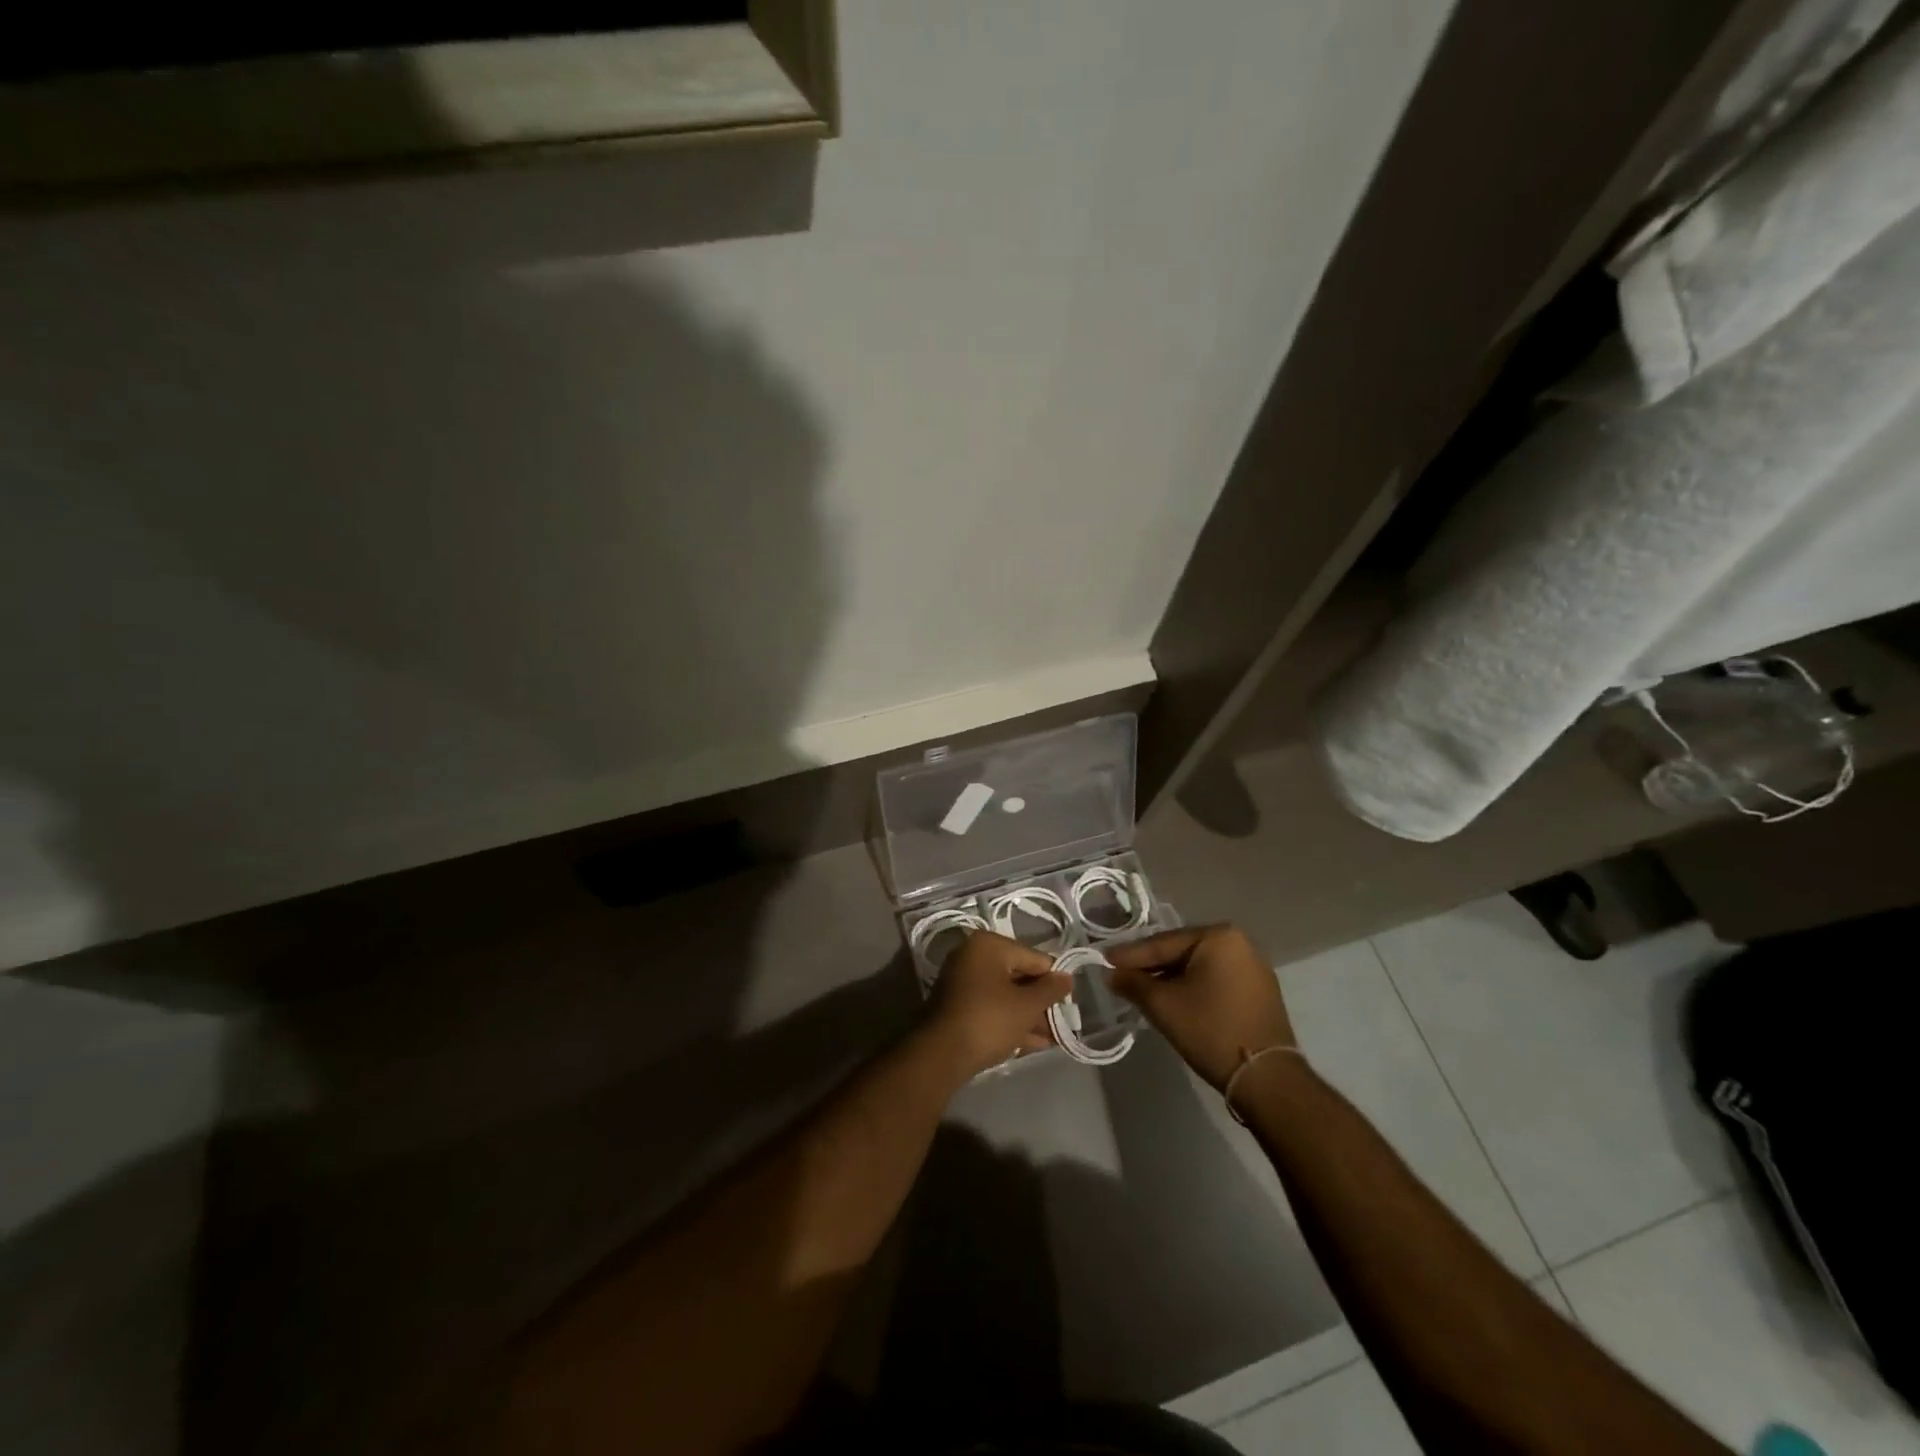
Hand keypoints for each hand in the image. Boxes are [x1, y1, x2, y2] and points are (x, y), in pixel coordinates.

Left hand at [926, 930, 1071, 1076]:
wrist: (941, 1054)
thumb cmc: (989, 1019)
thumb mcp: (1027, 1006)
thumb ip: (1051, 990)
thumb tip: (1067, 977)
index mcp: (989, 945)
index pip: (1034, 958)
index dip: (1055, 981)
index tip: (1070, 1003)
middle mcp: (973, 956)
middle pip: (1019, 976)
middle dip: (1041, 1002)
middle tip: (1062, 1024)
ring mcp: (963, 981)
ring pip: (1006, 995)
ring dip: (1029, 1016)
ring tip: (1053, 1038)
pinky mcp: (958, 1006)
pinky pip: (992, 1008)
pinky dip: (1011, 1022)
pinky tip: (1033, 1043)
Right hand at [1108, 925, 1295, 1089]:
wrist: (1266, 1079)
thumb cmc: (1211, 1030)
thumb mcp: (1163, 1005)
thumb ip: (1133, 984)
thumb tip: (1111, 974)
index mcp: (1218, 937)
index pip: (1163, 943)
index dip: (1130, 955)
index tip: (1104, 960)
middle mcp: (1240, 944)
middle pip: (1181, 952)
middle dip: (1150, 967)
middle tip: (1120, 975)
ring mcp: (1252, 969)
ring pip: (1197, 968)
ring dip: (1169, 979)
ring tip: (1140, 989)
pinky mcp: (1258, 993)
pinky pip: (1214, 981)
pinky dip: (1191, 989)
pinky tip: (1171, 1000)